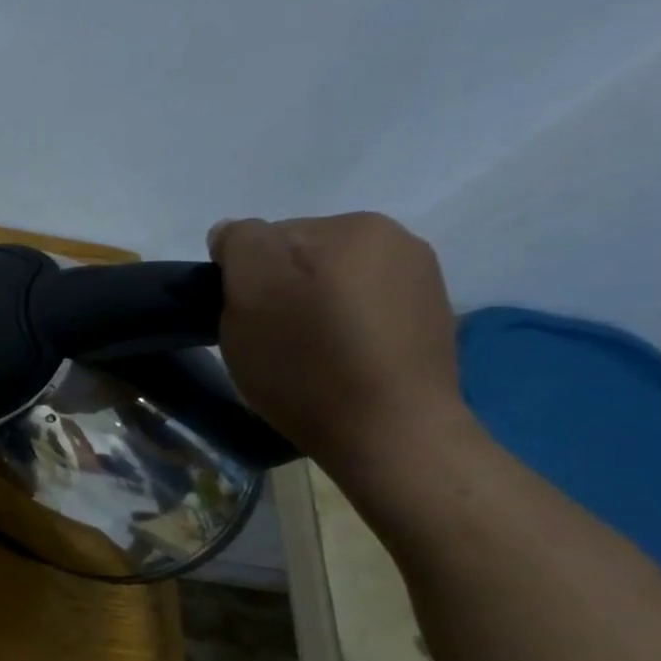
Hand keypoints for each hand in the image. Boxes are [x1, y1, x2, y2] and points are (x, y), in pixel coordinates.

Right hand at [208, 213, 469, 472]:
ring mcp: (421, 281)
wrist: (390, 434)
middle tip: (268, 341)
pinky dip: (340, 330)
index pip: (265, 237)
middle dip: (277, 292)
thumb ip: (239, 244)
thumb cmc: (308, 362)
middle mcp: (397, 240)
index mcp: (353, 226)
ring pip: (330, 284)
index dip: (241, 280)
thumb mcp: (251, 293)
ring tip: (303, 356)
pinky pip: (360, 311)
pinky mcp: (428, 320)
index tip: (243, 320)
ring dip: (308, 311)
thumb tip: (232, 233)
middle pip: (300, 258)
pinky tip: (337, 363)